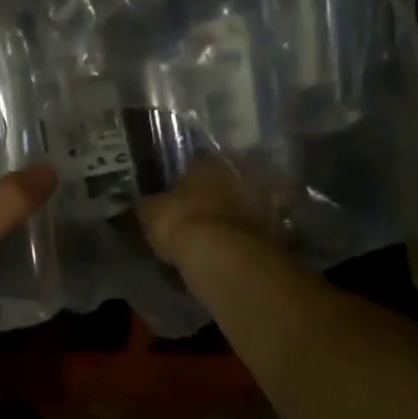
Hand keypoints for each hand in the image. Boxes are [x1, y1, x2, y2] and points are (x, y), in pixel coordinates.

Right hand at [136, 156, 271, 266]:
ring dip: (230, 216)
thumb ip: (149, 204)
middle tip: (196, 211)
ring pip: (241, 205)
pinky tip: (229, 250)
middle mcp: (238, 175)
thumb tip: (144, 203)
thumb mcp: (150, 213)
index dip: (185, 175)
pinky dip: (242, 238)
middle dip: (212, 194)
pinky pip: (252, 231)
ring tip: (213, 234)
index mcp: (208, 163)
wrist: (223, 257)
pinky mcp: (273, 231)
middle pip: (223, 181)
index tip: (177, 190)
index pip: (196, 161)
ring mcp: (260, 203)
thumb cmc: (181, 222)